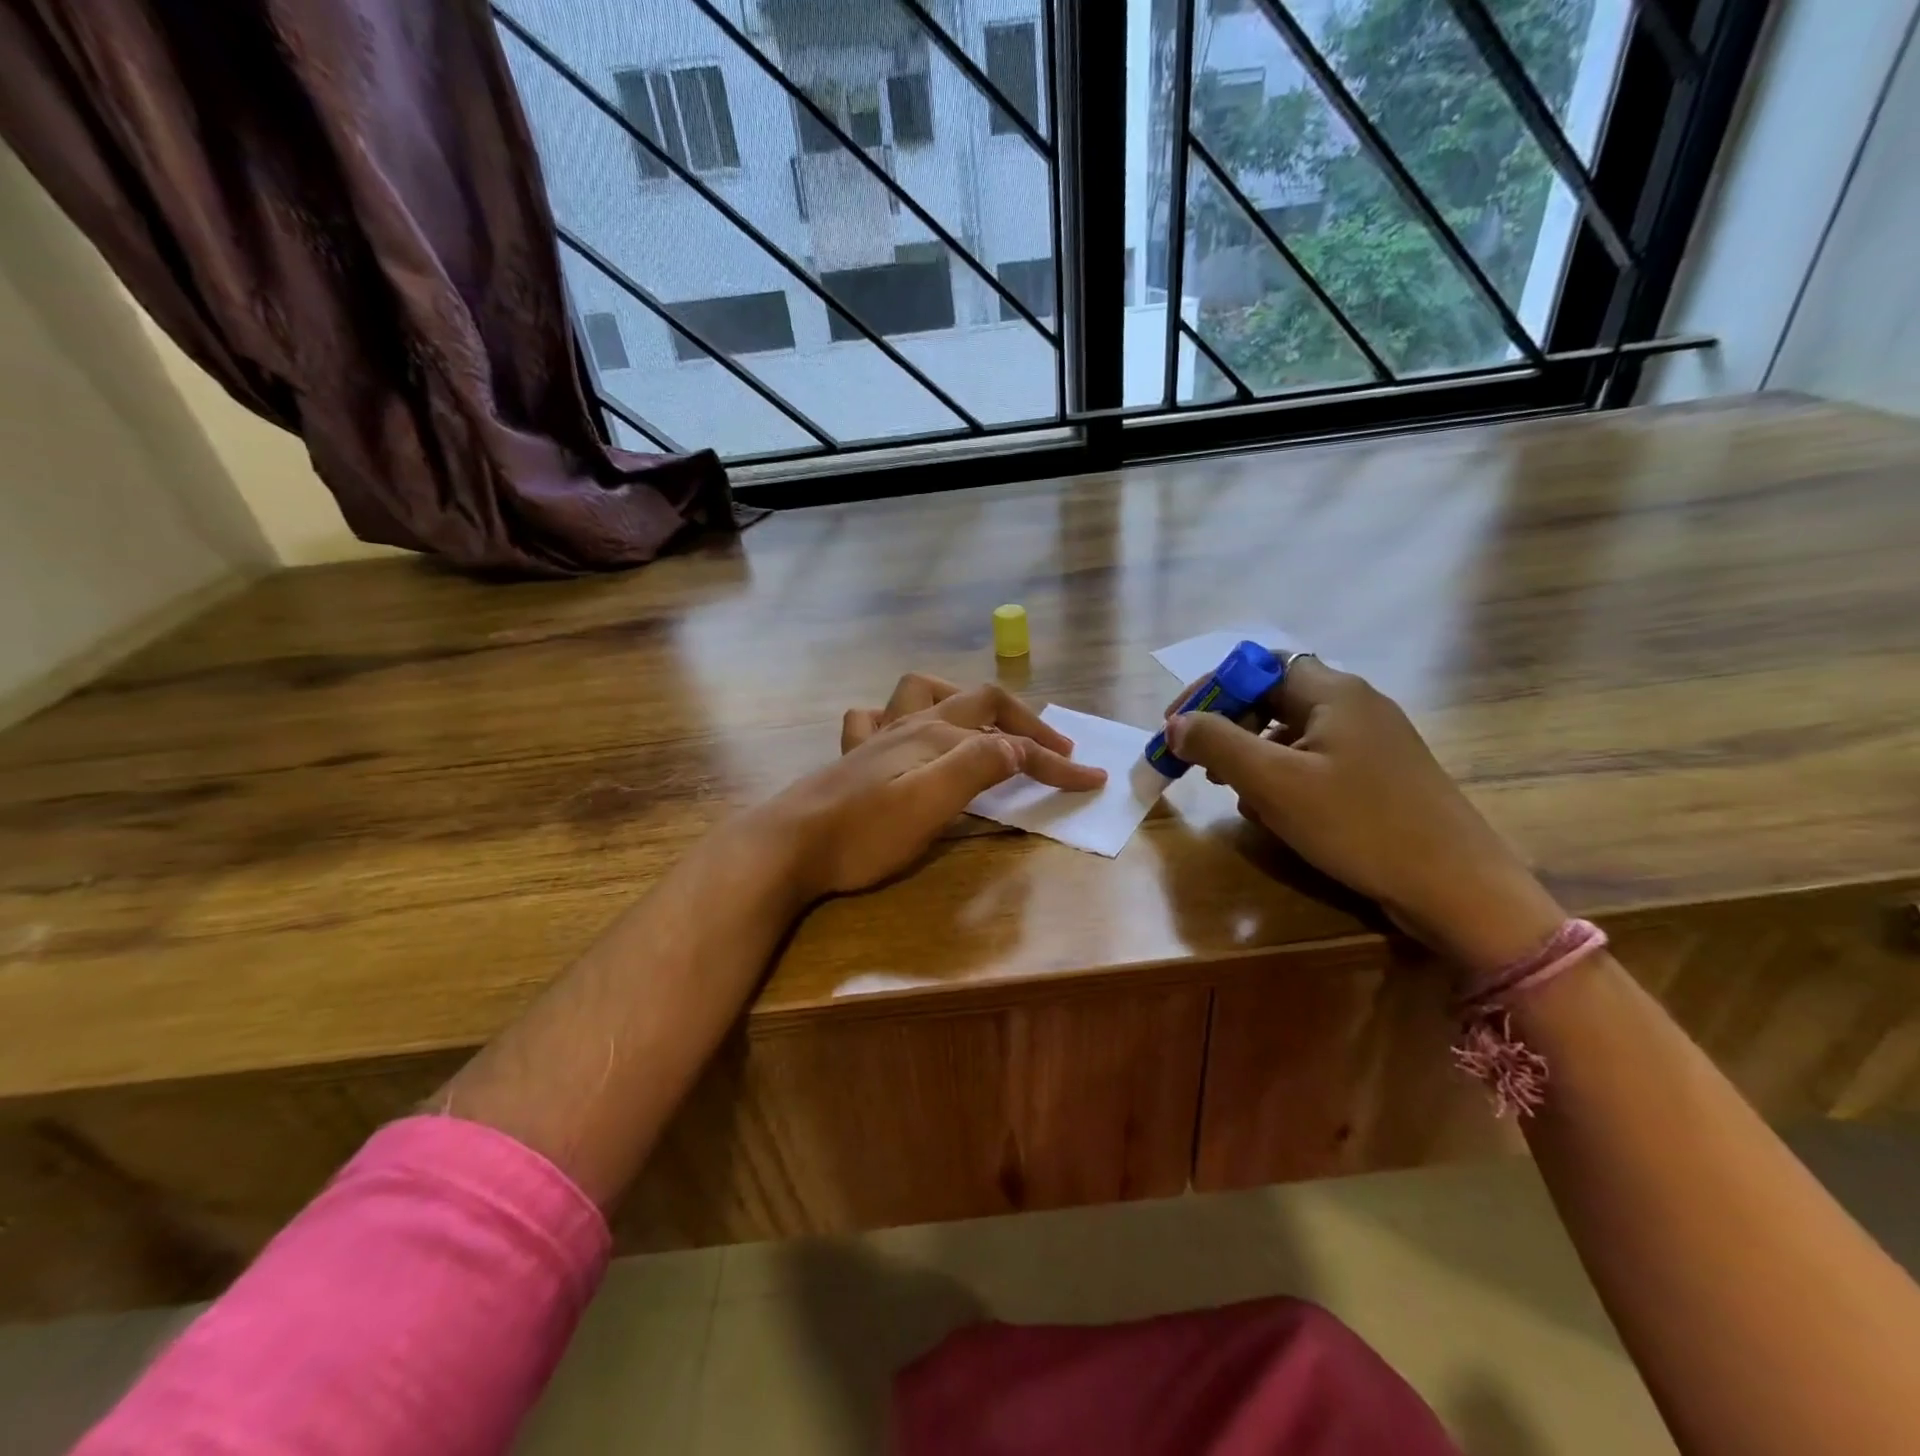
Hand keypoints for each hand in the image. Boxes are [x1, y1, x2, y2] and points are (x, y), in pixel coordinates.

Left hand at [775, 674, 1106, 897]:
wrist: (788, 845)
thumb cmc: (863, 833)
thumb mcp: (930, 804)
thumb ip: (977, 767)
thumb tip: (1017, 747)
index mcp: (937, 737)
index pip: (1009, 744)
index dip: (1054, 762)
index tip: (1091, 781)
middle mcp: (911, 726)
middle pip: (978, 702)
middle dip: (1023, 722)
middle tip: (1053, 748)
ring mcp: (878, 737)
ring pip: (924, 693)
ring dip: (961, 700)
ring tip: (982, 725)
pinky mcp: (853, 757)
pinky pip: (876, 718)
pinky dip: (900, 719)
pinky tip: (904, 738)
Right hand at [1164, 657, 1564, 971]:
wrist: (1457, 887)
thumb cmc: (1359, 825)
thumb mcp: (1274, 783)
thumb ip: (1218, 744)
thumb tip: (1176, 723)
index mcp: (1332, 693)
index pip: (1257, 666)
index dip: (1211, 690)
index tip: (1176, 726)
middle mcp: (1355, 705)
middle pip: (1273, 697)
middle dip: (1228, 727)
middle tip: (1199, 763)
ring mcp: (1372, 742)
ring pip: (1292, 733)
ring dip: (1252, 755)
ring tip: (1231, 792)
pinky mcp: (1380, 776)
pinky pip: (1316, 762)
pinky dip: (1283, 777)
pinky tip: (1273, 813)